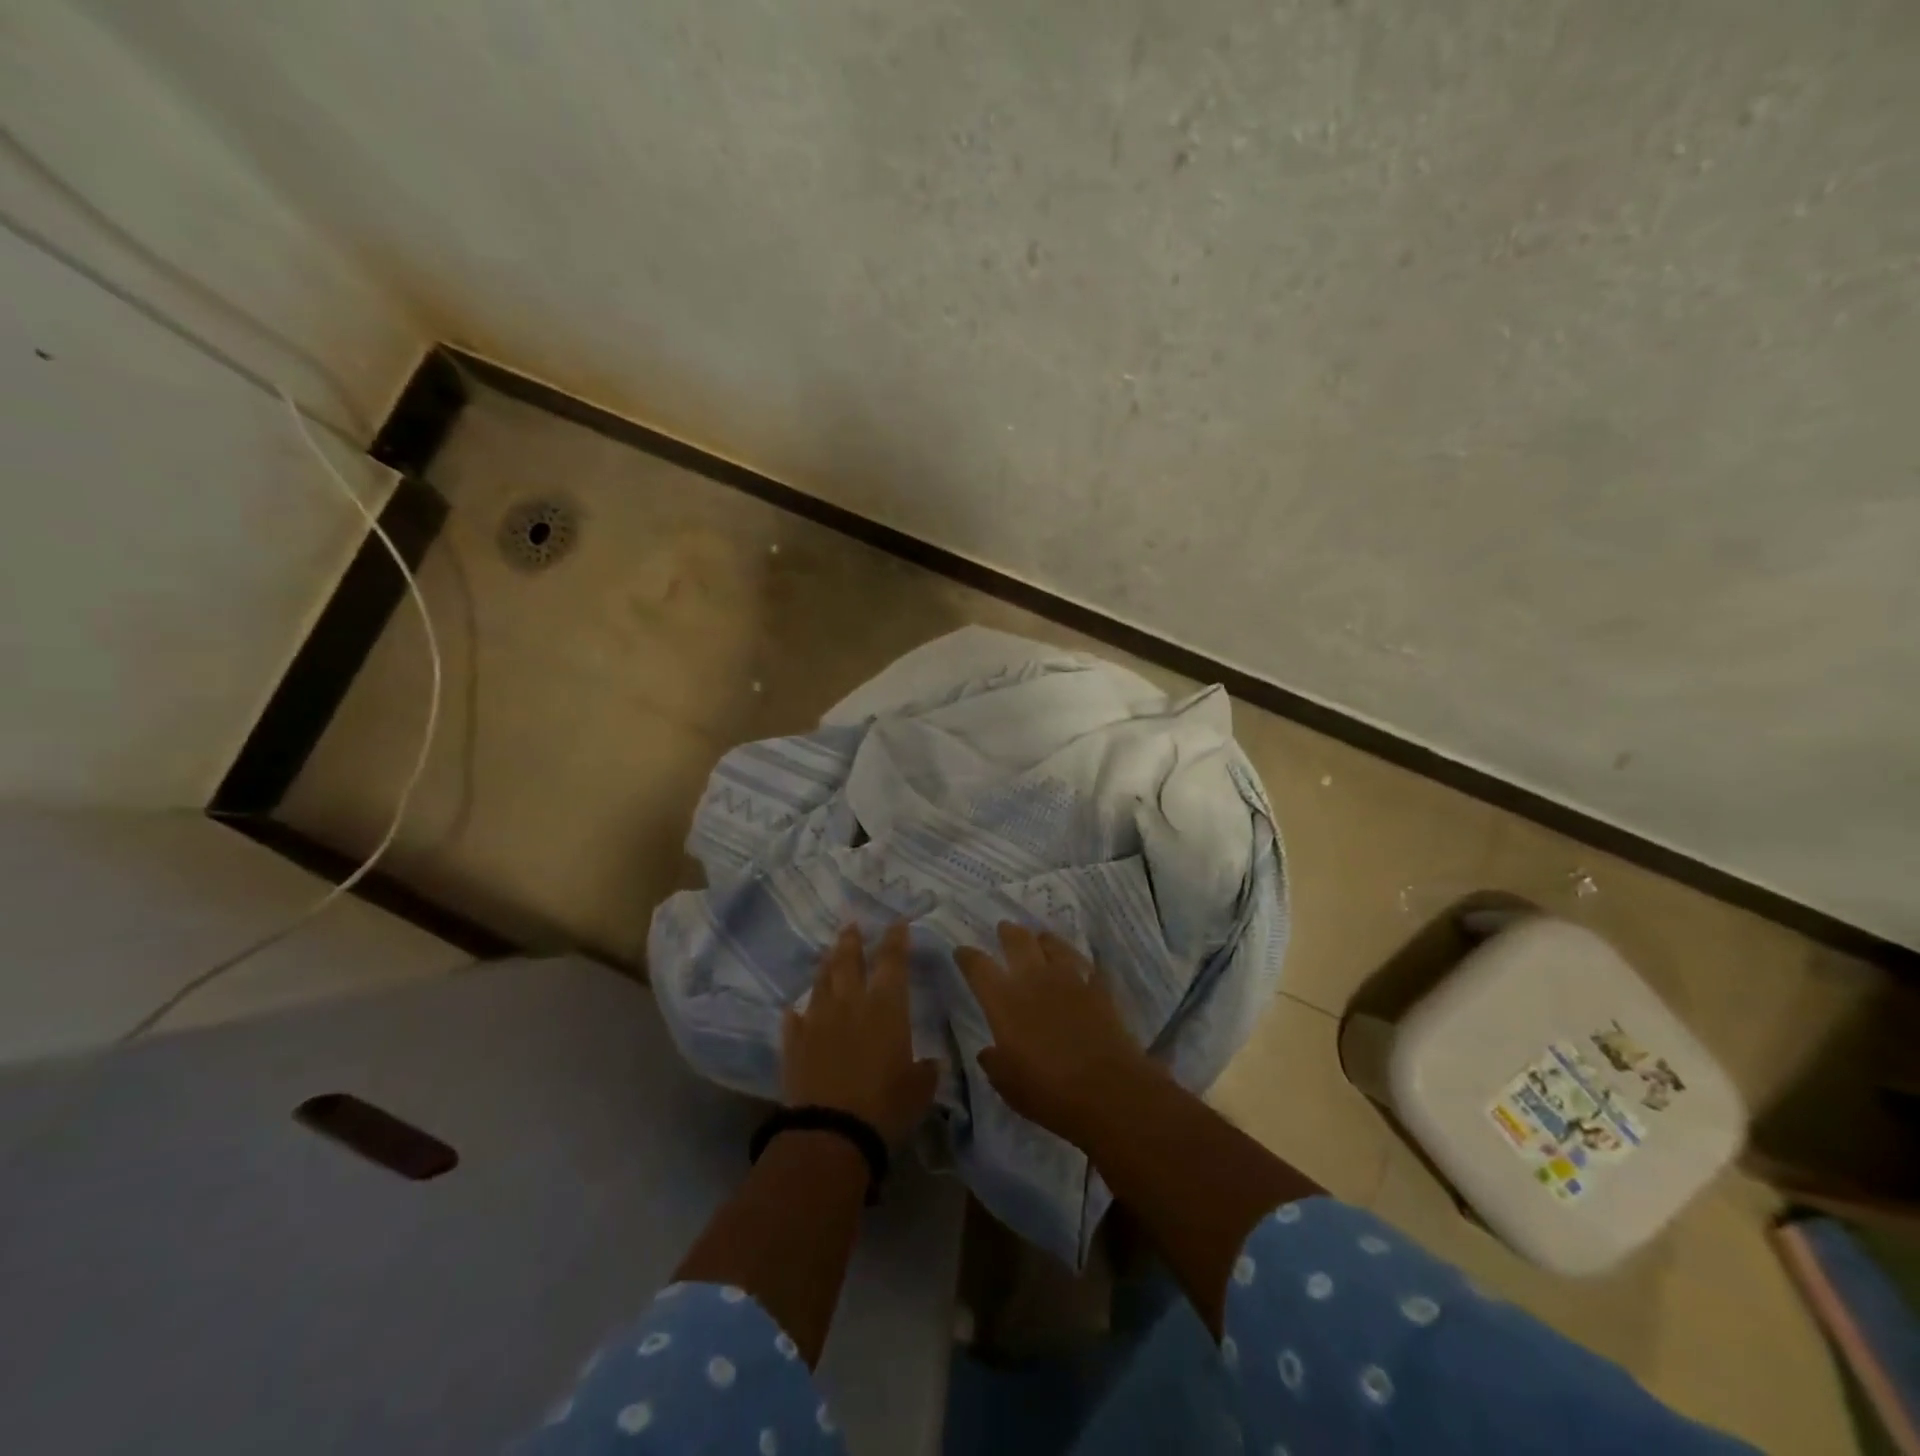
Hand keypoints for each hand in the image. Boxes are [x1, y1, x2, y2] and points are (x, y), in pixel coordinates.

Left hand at [783, 923, 939, 1145]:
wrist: (830, 1133)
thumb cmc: (885, 1107)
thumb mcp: (919, 1089)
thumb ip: (925, 1070)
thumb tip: (930, 1063)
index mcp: (886, 1007)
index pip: (893, 961)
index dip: (896, 939)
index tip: (897, 922)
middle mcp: (850, 1003)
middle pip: (848, 960)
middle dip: (852, 940)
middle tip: (851, 925)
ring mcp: (818, 1020)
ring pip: (820, 982)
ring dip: (825, 965)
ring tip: (827, 954)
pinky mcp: (793, 1043)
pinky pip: (794, 1019)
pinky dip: (797, 1011)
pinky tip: (795, 1009)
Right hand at [954, 922, 1154, 1150]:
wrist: (1109, 1089)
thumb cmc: (1049, 1092)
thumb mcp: (1009, 1086)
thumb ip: (994, 1064)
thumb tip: (989, 1051)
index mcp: (1004, 1000)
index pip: (978, 966)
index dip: (967, 956)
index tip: (962, 951)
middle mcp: (1033, 979)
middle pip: (1017, 940)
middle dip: (1007, 932)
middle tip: (1004, 929)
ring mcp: (1069, 978)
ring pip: (1052, 943)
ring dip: (1042, 940)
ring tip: (1039, 940)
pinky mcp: (1097, 986)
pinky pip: (1083, 963)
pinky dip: (1075, 961)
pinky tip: (1076, 966)